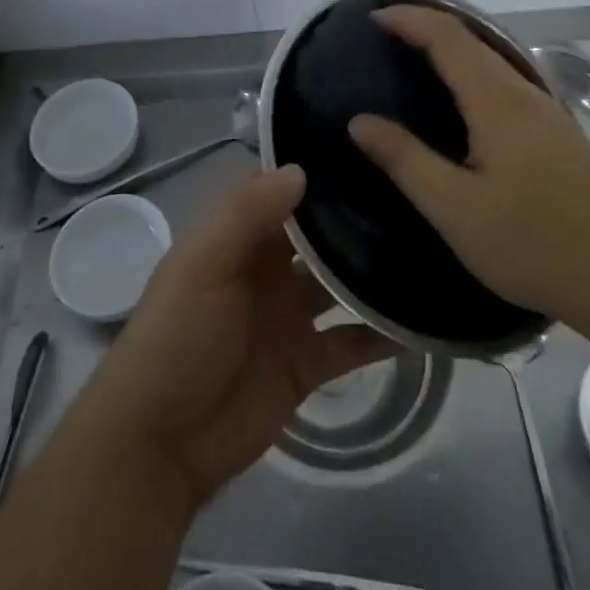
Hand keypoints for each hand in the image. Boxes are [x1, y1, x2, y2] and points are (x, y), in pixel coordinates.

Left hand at [81, 166, 396, 507]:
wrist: (161, 445)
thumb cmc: (176, 337)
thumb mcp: (202, 264)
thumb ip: (247, 214)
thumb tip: (302, 170)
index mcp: (238, 237)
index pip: (281, 189)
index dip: (315, 168)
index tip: (365, 145)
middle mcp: (268, 268)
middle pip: (317, 234)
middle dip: (355, 214)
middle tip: (413, 192)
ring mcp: (290, 316)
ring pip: (340, 284)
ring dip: (373, 271)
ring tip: (428, 245)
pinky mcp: (308, 364)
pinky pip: (352, 342)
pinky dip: (382, 334)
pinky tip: (422, 320)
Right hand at [348, 5, 589, 324]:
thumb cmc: (534, 243)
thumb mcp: (456, 210)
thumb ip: (406, 161)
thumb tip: (360, 122)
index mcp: (497, 102)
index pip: (447, 36)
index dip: (409, 18)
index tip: (372, 18)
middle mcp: (524, 94)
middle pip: (471, 41)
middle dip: (426, 27)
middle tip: (384, 37)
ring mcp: (547, 113)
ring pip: (492, 62)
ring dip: (451, 50)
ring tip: (414, 63)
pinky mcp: (558, 134)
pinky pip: (505, 84)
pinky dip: (472, 74)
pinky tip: (462, 106)